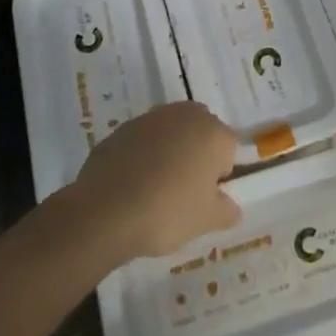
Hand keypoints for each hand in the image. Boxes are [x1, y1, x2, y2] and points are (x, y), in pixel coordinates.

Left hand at [70, 102, 240, 259]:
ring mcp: (150, 118)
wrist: (105, 211)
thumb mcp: (207, 220)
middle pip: (201, 132)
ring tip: (156, 187)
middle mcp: (185, 115)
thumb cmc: (167, 212)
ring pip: (171, 133)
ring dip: (170, 151)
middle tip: (185, 190)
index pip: (228, 149)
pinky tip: (132, 184)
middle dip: (197, 154)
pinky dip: (143, 155)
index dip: (219, 175)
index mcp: (213, 132)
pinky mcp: (122, 128)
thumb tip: (230, 207)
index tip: (205, 197)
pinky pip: (143, 141)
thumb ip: (227, 211)